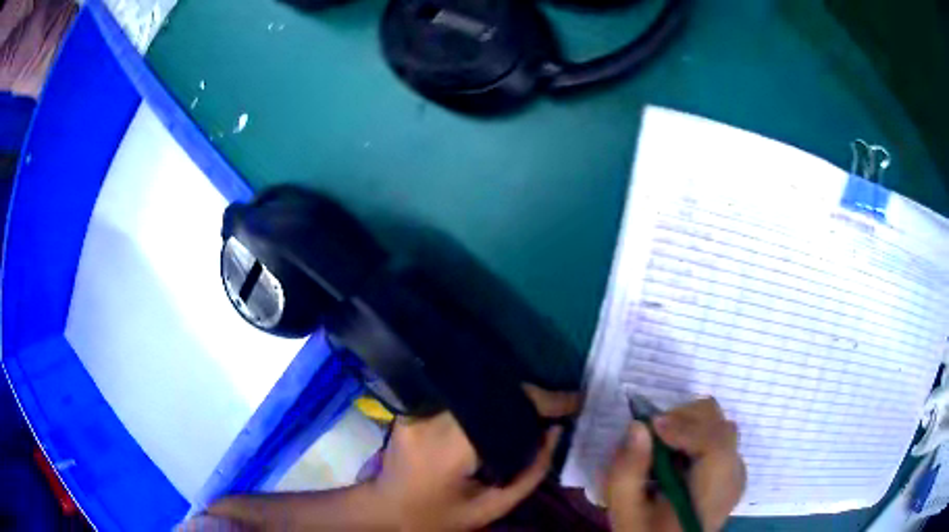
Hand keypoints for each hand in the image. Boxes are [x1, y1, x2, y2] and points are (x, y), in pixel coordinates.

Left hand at [371, 385, 579, 530]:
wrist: (387, 510)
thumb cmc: (439, 517)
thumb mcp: (491, 508)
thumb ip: (530, 472)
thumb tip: (556, 431)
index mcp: (449, 447)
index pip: (504, 409)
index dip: (543, 400)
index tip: (575, 400)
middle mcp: (430, 419)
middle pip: (492, 393)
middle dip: (531, 396)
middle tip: (560, 405)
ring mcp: (417, 409)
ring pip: (477, 390)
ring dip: (510, 397)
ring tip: (538, 407)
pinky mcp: (413, 407)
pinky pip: (461, 396)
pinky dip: (488, 401)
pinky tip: (505, 409)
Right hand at [605, 398, 745, 531]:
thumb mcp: (625, 513)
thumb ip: (627, 473)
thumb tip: (638, 426)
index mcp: (712, 495)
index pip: (716, 444)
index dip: (684, 427)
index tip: (649, 426)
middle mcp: (733, 476)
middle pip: (719, 425)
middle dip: (682, 421)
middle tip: (650, 438)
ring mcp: (736, 471)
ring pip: (718, 425)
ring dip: (687, 427)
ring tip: (660, 449)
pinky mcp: (731, 469)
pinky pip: (717, 436)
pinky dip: (693, 435)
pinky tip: (674, 458)